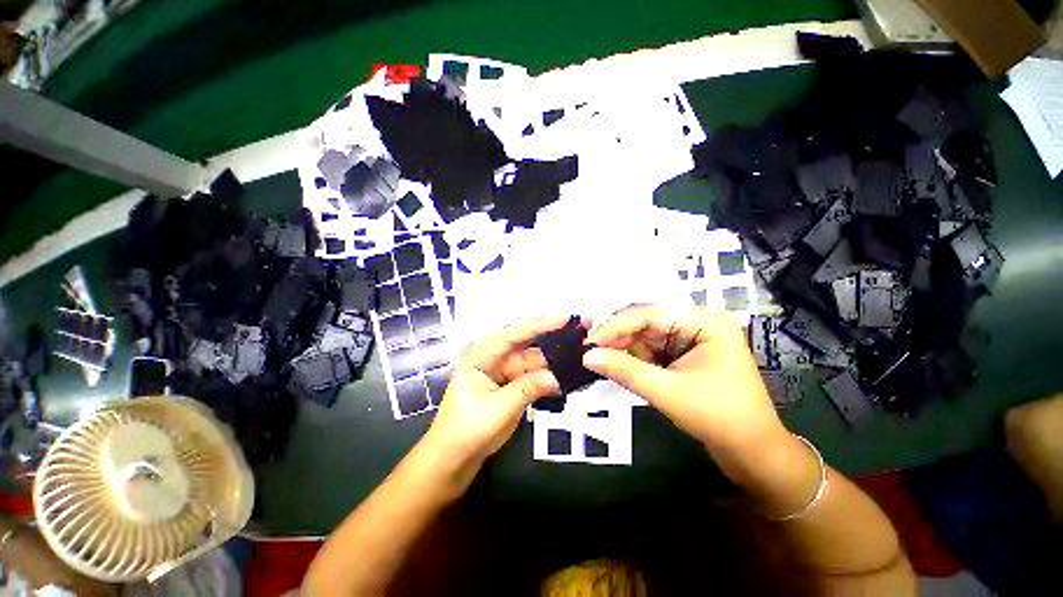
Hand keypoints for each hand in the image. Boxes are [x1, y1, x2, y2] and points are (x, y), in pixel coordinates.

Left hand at [424, 317, 569, 469]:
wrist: (452, 460)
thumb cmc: (467, 431)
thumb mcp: (498, 409)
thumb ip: (527, 389)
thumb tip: (556, 377)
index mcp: (481, 355)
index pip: (513, 334)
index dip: (540, 325)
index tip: (565, 317)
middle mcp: (492, 358)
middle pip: (526, 346)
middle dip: (551, 339)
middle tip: (579, 332)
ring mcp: (501, 373)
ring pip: (531, 362)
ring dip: (552, 360)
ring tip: (578, 352)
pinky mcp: (508, 386)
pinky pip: (531, 377)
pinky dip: (546, 377)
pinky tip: (565, 376)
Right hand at [583, 305, 785, 455]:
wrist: (753, 455)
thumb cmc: (718, 418)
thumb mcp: (667, 392)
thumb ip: (624, 370)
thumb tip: (587, 356)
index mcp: (705, 322)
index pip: (650, 314)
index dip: (616, 326)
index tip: (589, 342)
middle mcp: (698, 324)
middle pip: (647, 323)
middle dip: (619, 339)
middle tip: (590, 353)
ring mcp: (693, 339)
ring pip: (647, 337)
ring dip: (625, 350)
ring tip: (602, 361)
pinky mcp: (686, 356)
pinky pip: (653, 350)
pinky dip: (636, 359)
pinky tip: (620, 366)